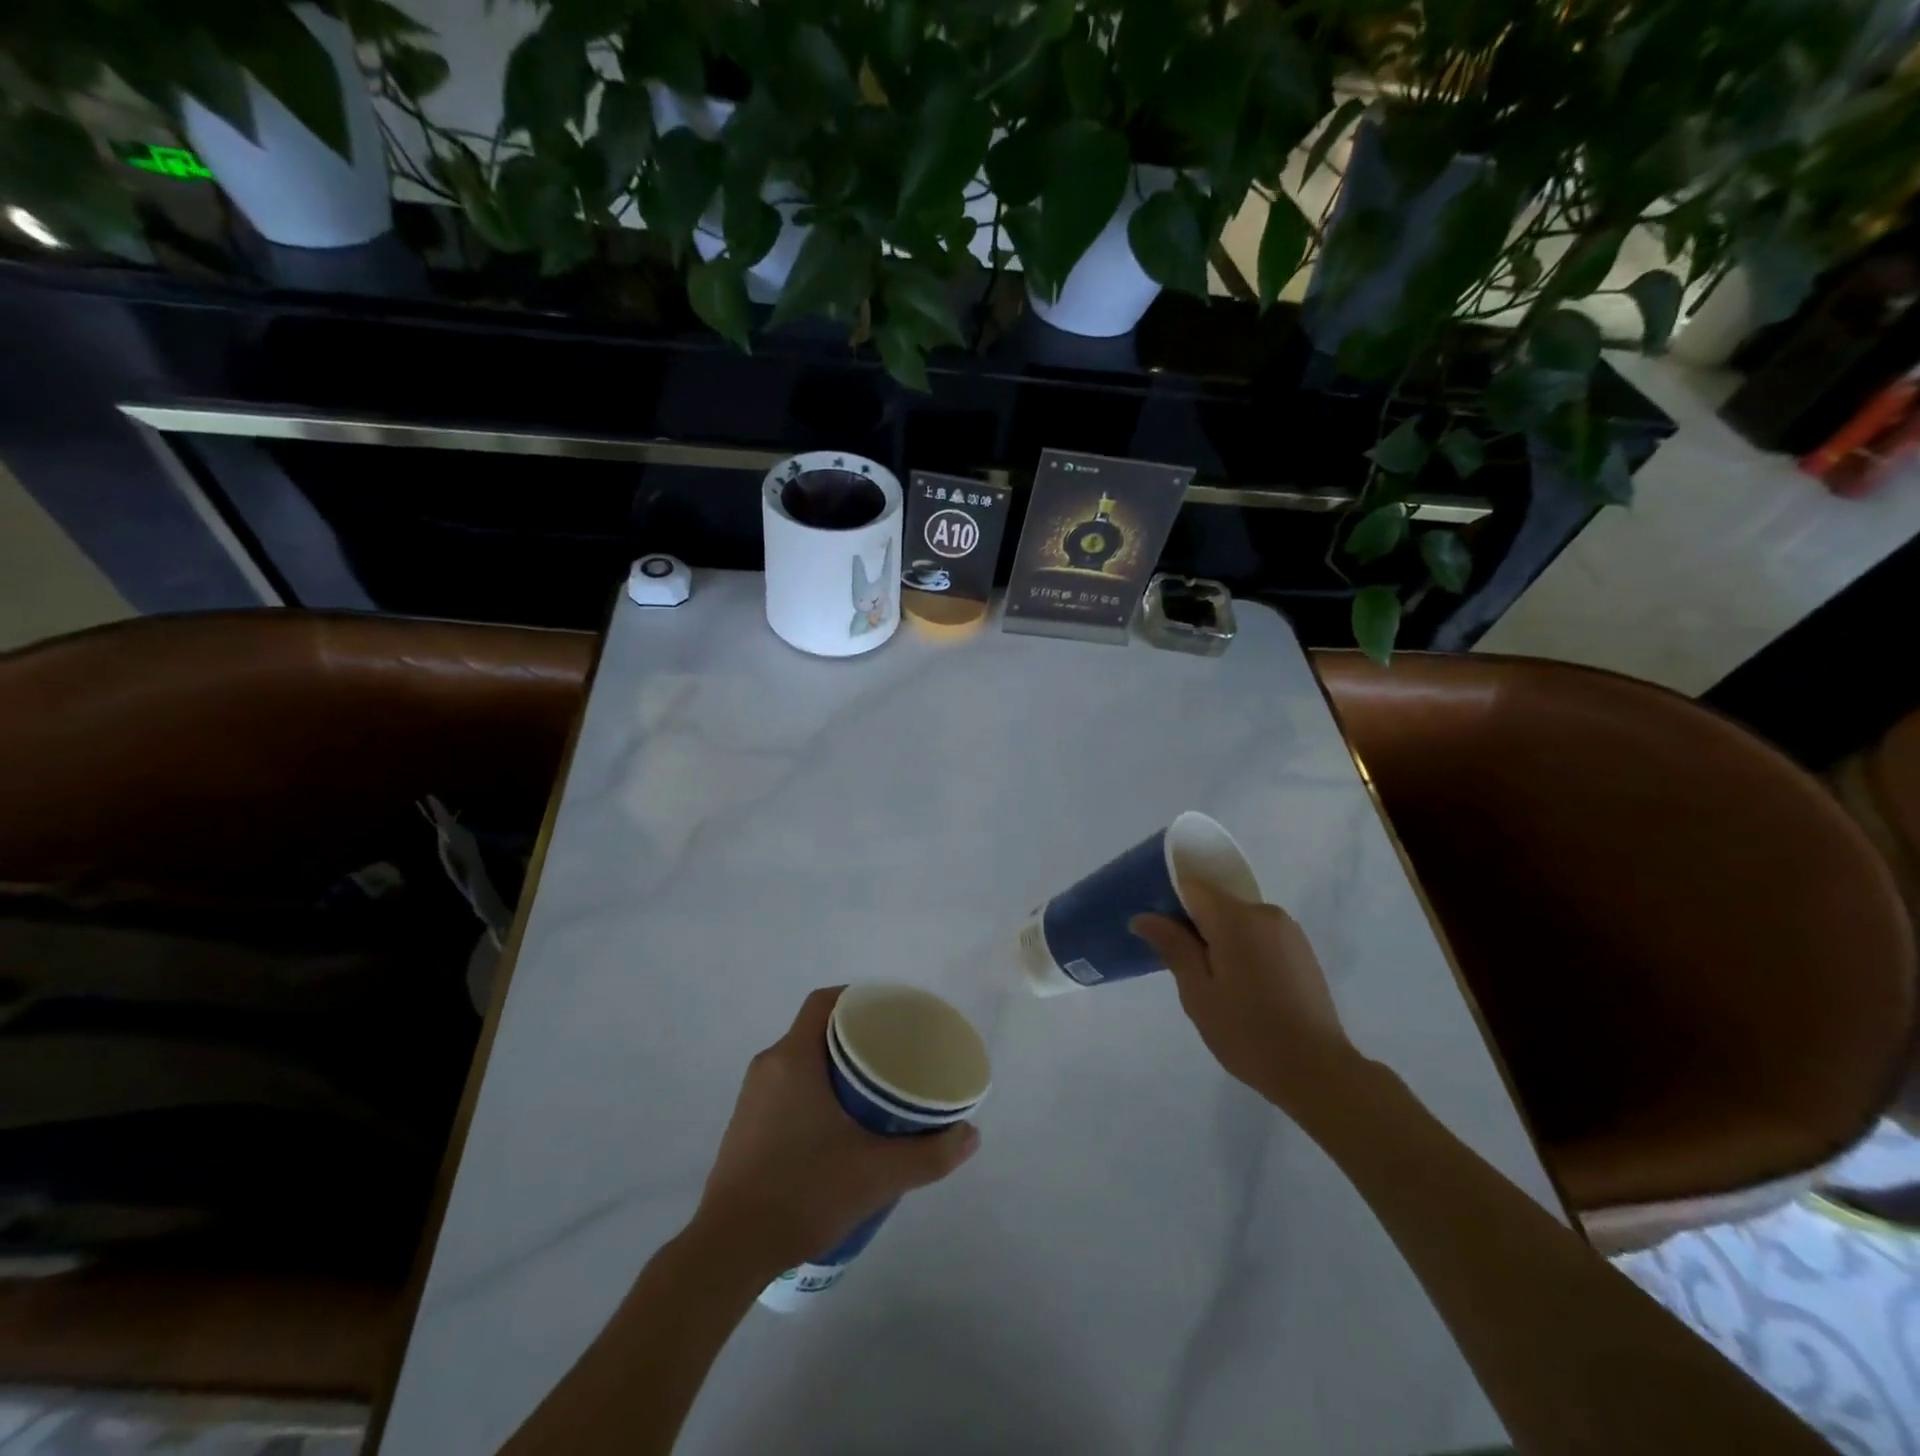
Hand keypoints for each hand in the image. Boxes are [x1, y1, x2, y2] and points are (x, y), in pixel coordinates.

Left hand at [692, 987, 979, 1275]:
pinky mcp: (745, 1126)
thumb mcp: (877, 1174)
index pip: (824, 1001)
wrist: (729, 1250)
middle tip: (893, 1055)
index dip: (858, 997)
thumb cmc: (803, 1192)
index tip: (890, 1014)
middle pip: (816, 1029)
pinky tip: (838, 1125)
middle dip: (855, 1036)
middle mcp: (769, 1066)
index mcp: (794, 1058)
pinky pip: (786, 1087)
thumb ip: (929, 1154)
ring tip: (873, 1089)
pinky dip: (815, 1089)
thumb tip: (971, 1135)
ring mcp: (752, 1097)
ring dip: (834, 1065)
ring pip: (800, 1060)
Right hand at [1132, 880, 1361, 1119]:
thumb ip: (1172, 946)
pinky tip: (1245, 988)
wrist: (1317, 1070)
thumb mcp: (1198, 992)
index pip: (1192, 885)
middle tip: (1187, 971)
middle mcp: (1265, 912)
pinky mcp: (1302, 949)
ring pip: (1238, 919)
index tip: (1161, 935)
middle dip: (1196, 926)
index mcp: (1236, 918)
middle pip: (1216, 901)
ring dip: (1221, 939)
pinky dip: (1244, 949)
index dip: (1170, 903)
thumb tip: (1143, 916)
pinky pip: (1260, 934)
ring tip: (1218, 985)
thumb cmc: (1247, 1032)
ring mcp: (1288, 930)